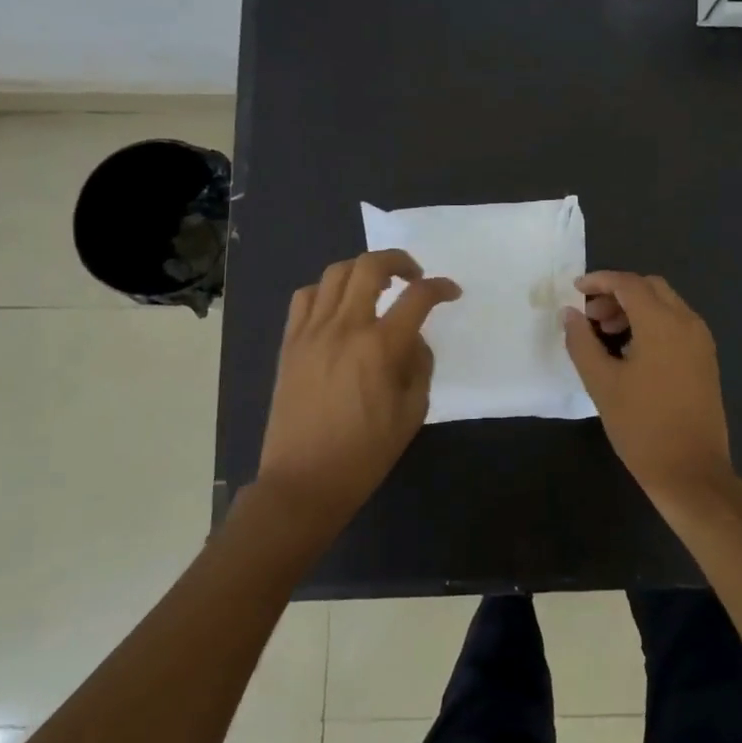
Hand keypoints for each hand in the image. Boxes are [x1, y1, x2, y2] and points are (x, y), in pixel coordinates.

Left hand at [255, 249, 460, 534]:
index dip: (440, 287)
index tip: (451, 292)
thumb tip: (413, 340)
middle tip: (414, 276)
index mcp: (380, 347)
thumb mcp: (412, 413)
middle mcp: (344, 328)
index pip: (417, 297)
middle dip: (399, 260)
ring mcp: (312, 332)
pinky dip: (326, 291)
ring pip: (335, 274)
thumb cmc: (365, 453)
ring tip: (376, 287)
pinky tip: (338, 307)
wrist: (304, 481)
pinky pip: (305, 297)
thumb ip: (419, 366)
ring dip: (362, 270)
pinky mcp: (290, 343)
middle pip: (370, 266)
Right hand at [562, 271, 741, 512]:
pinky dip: (652, 324)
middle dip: (617, 294)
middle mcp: (687, 322)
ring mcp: (701, 341)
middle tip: (591, 317)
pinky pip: (677, 324)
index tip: (575, 291)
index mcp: (662, 323)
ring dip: (635, 308)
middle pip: (650, 288)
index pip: (628, 283)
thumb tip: (570, 313)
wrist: (692, 472)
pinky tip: (631, 351)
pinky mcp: (705, 360)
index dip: (599, 281)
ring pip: (666, 305)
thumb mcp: (602, 383)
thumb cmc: (642, 427)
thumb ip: (582, 341)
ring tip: (606, 335)